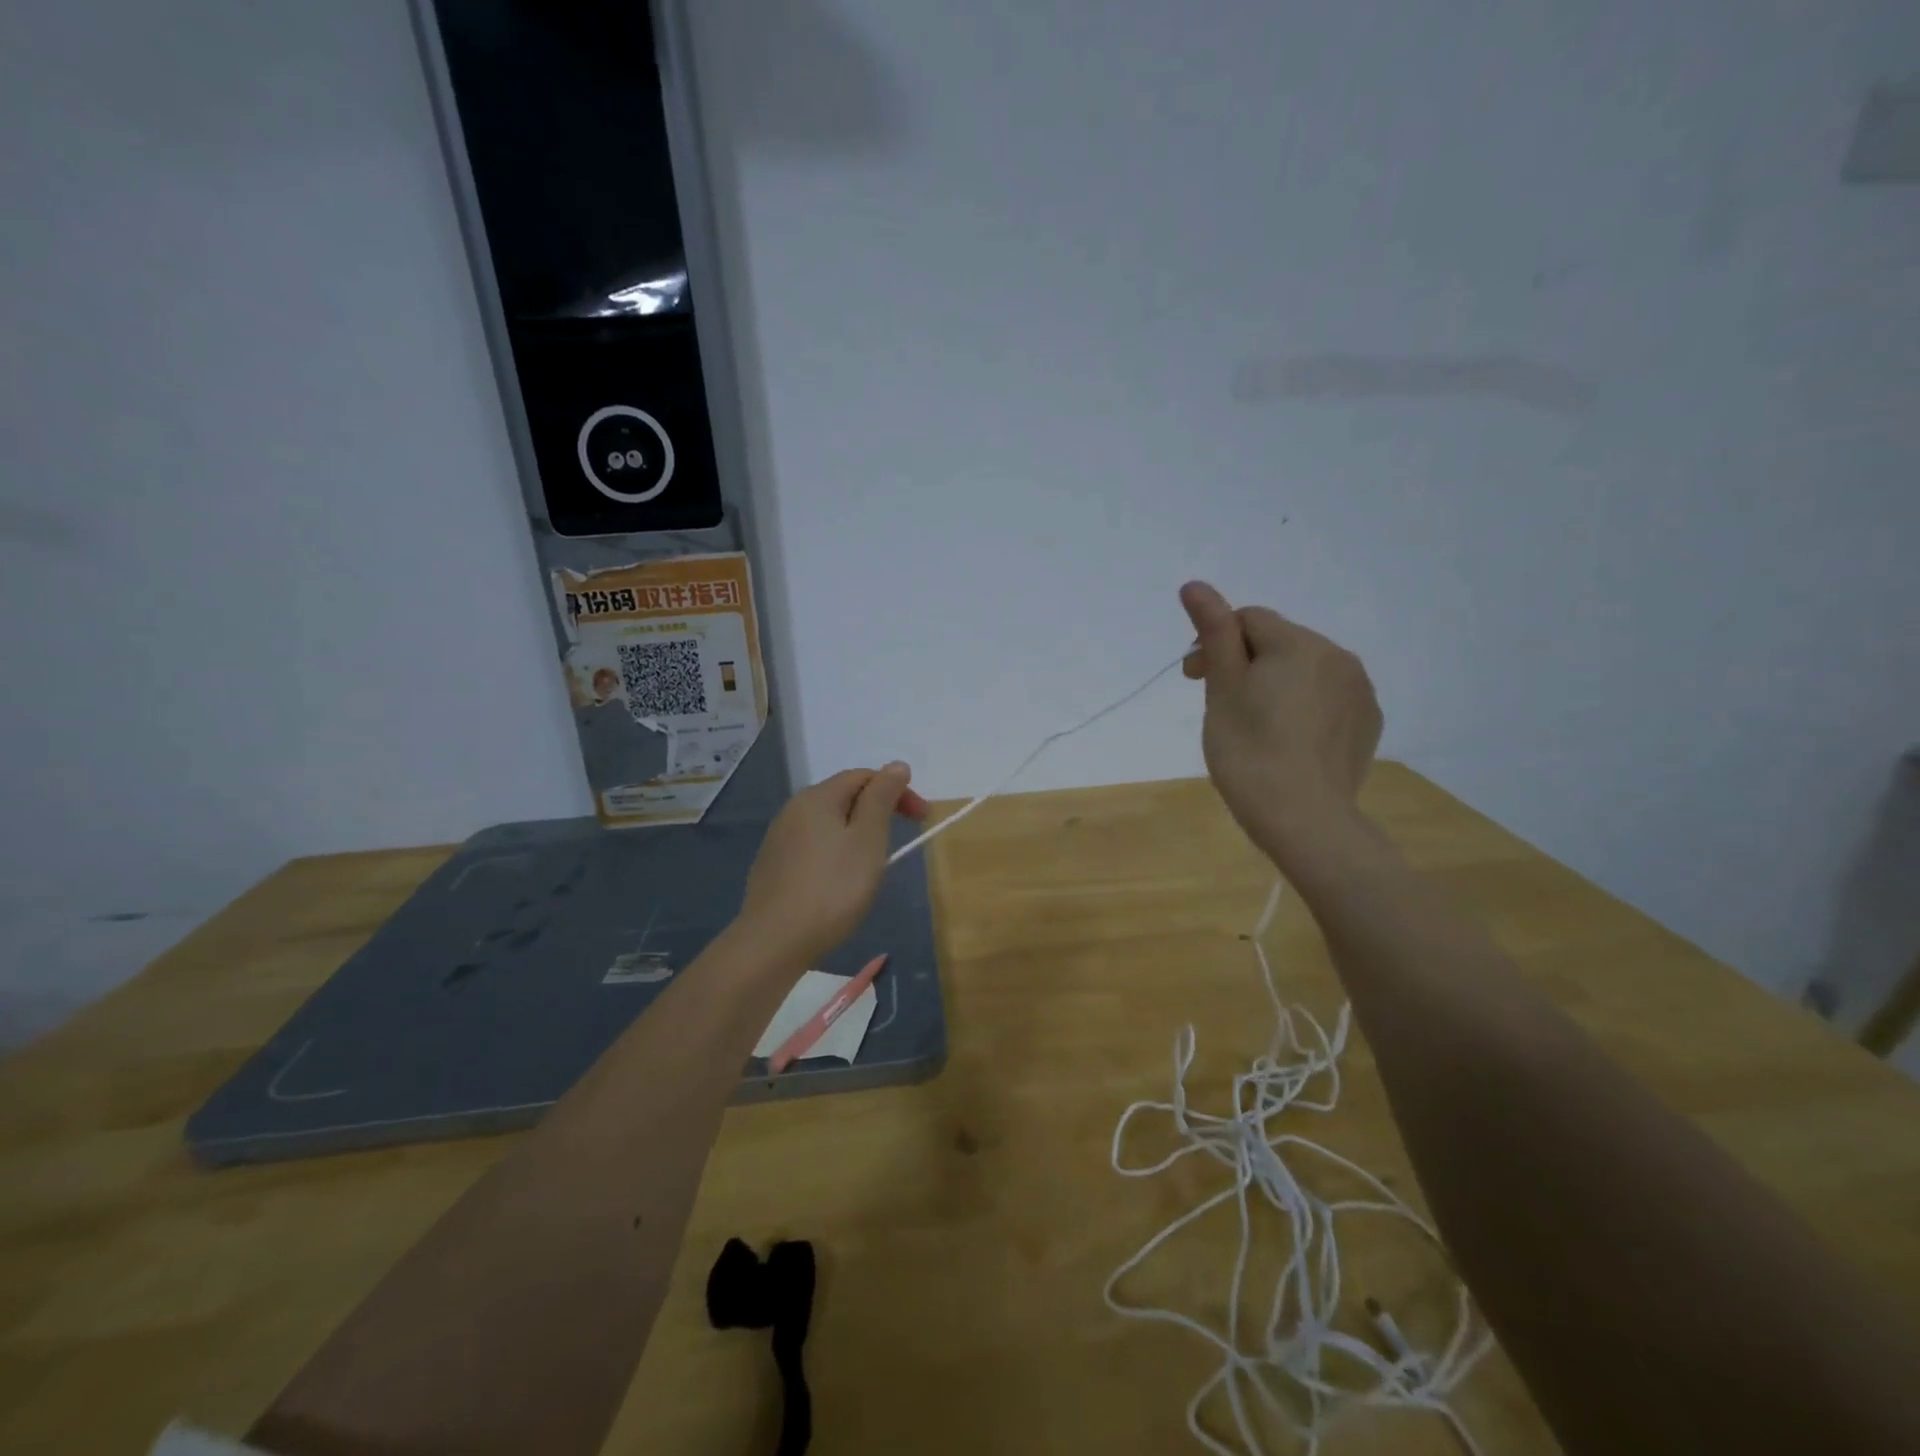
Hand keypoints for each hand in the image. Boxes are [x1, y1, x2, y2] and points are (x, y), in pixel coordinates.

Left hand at [734, 764, 928, 968]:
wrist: (775, 941)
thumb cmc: (832, 887)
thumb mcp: (868, 839)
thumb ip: (882, 798)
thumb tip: (896, 765)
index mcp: (817, 797)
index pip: (863, 776)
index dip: (896, 790)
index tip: (921, 818)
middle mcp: (793, 810)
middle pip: (843, 797)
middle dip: (877, 810)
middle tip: (902, 838)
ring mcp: (779, 839)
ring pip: (828, 823)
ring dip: (857, 832)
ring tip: (875, 862)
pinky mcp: (773, 866)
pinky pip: (814, 846)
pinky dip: (837, 851)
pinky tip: (842, 880)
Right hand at [1180, 581, 1381, 871]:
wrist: (1303, 819)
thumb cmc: (1249, 751)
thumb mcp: (1222, 688)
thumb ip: (1213, 632)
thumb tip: (1195, 584)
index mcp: (1299, 643)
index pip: (1248, 619)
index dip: (1214, 643)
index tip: (1193, 679)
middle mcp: (1338, 656)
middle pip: (1278, 642)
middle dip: (1245, 663)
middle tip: (1220, 705)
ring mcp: (1359, 690)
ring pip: (1304, 670)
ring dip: (1275, 683)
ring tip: (1254, 725)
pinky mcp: (1368, 722)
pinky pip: (1327, 697)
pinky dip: (1303, 706)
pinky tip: (1288, 740)